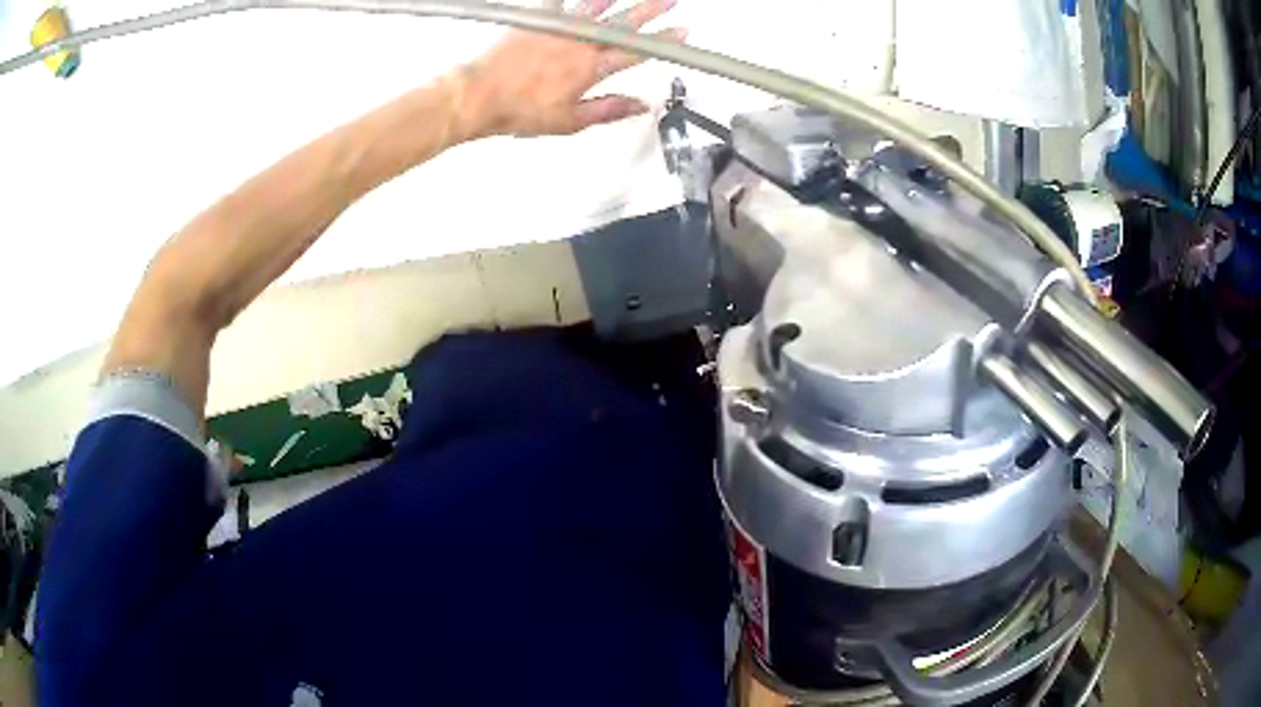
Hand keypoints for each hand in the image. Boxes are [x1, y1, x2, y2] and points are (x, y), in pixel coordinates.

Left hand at [460, 0, 685, 138]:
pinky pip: (559, 3)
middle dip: (650, 12)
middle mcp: (579, 43)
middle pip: (623, 24)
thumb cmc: (519, 110)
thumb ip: (609, 109)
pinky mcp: (538, 21)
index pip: (636, 51)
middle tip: (669, 2)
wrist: (480, 96)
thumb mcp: (570, 122)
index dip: (662, 41)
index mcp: (591, 68)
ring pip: (596, 8)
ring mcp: (559, 28)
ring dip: (618, 0)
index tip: (680, 32)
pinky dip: (573, 0)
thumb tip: (640, 106)